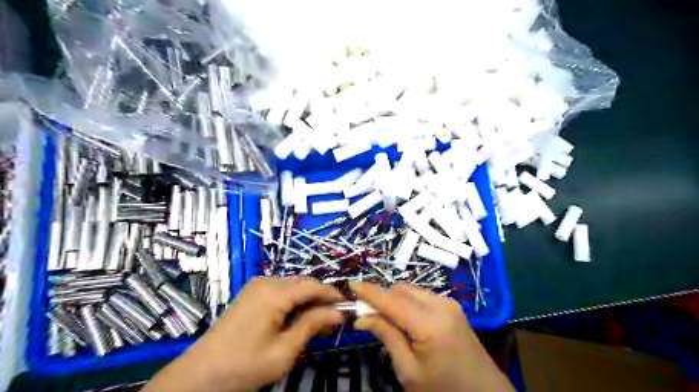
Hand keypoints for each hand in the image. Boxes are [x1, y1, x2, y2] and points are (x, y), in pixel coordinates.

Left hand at [146, 276, 346, 391]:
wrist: (200, 374)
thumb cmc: (244, 365)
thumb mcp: (284, 350)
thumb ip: (312, 325)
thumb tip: (338, 313)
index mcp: (275, 293)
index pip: (313, 286)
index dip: (333, 295)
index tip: (349, 306)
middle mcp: (267, 281)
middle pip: (303, 283)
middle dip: (321, 298)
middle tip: (335, 318)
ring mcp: (257, 285)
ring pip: (293, 285)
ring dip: (308, 299)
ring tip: (319, 320)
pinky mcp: (251, 292)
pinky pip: (280, 289)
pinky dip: (294, 300)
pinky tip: (298, 316)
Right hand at [355, 283, 511, 389]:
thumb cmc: (443, 390)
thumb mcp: (409, 371)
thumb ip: (386, 336)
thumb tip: (362, 317)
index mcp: (429, 324)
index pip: (391, 300)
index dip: (370, 292)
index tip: (351, 285)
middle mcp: (440, 305)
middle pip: (400, 290)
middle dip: (381, 298)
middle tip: (366, 314)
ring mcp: (449, 303)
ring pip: (411, 290)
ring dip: (394, 299)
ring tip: (385, 319)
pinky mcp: (452, 306)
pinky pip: (422, 296)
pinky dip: (407, 302)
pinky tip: (404, 320)